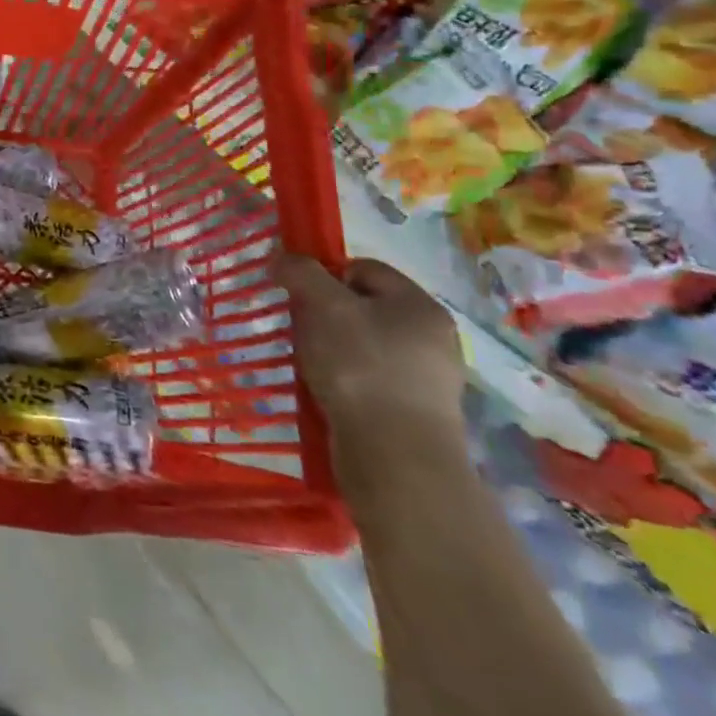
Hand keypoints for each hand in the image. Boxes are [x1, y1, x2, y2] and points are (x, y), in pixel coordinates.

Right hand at [277, 254, 467, 459]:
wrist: (395, 458)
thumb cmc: (361, 368)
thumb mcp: (322, 306)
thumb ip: (301, 273)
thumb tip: (282, 258)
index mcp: (420, 305)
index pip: (363, 268)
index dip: (324, 274)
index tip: (297, 296)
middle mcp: (433, 338)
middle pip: (364, 307)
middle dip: (326, 314)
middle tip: (301, 330)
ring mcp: (428, 379)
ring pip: (364, 344)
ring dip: (332, 349)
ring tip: (310, 365)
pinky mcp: (415, 413)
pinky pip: (370, 379)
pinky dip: (345, 380)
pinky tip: (327, 392)